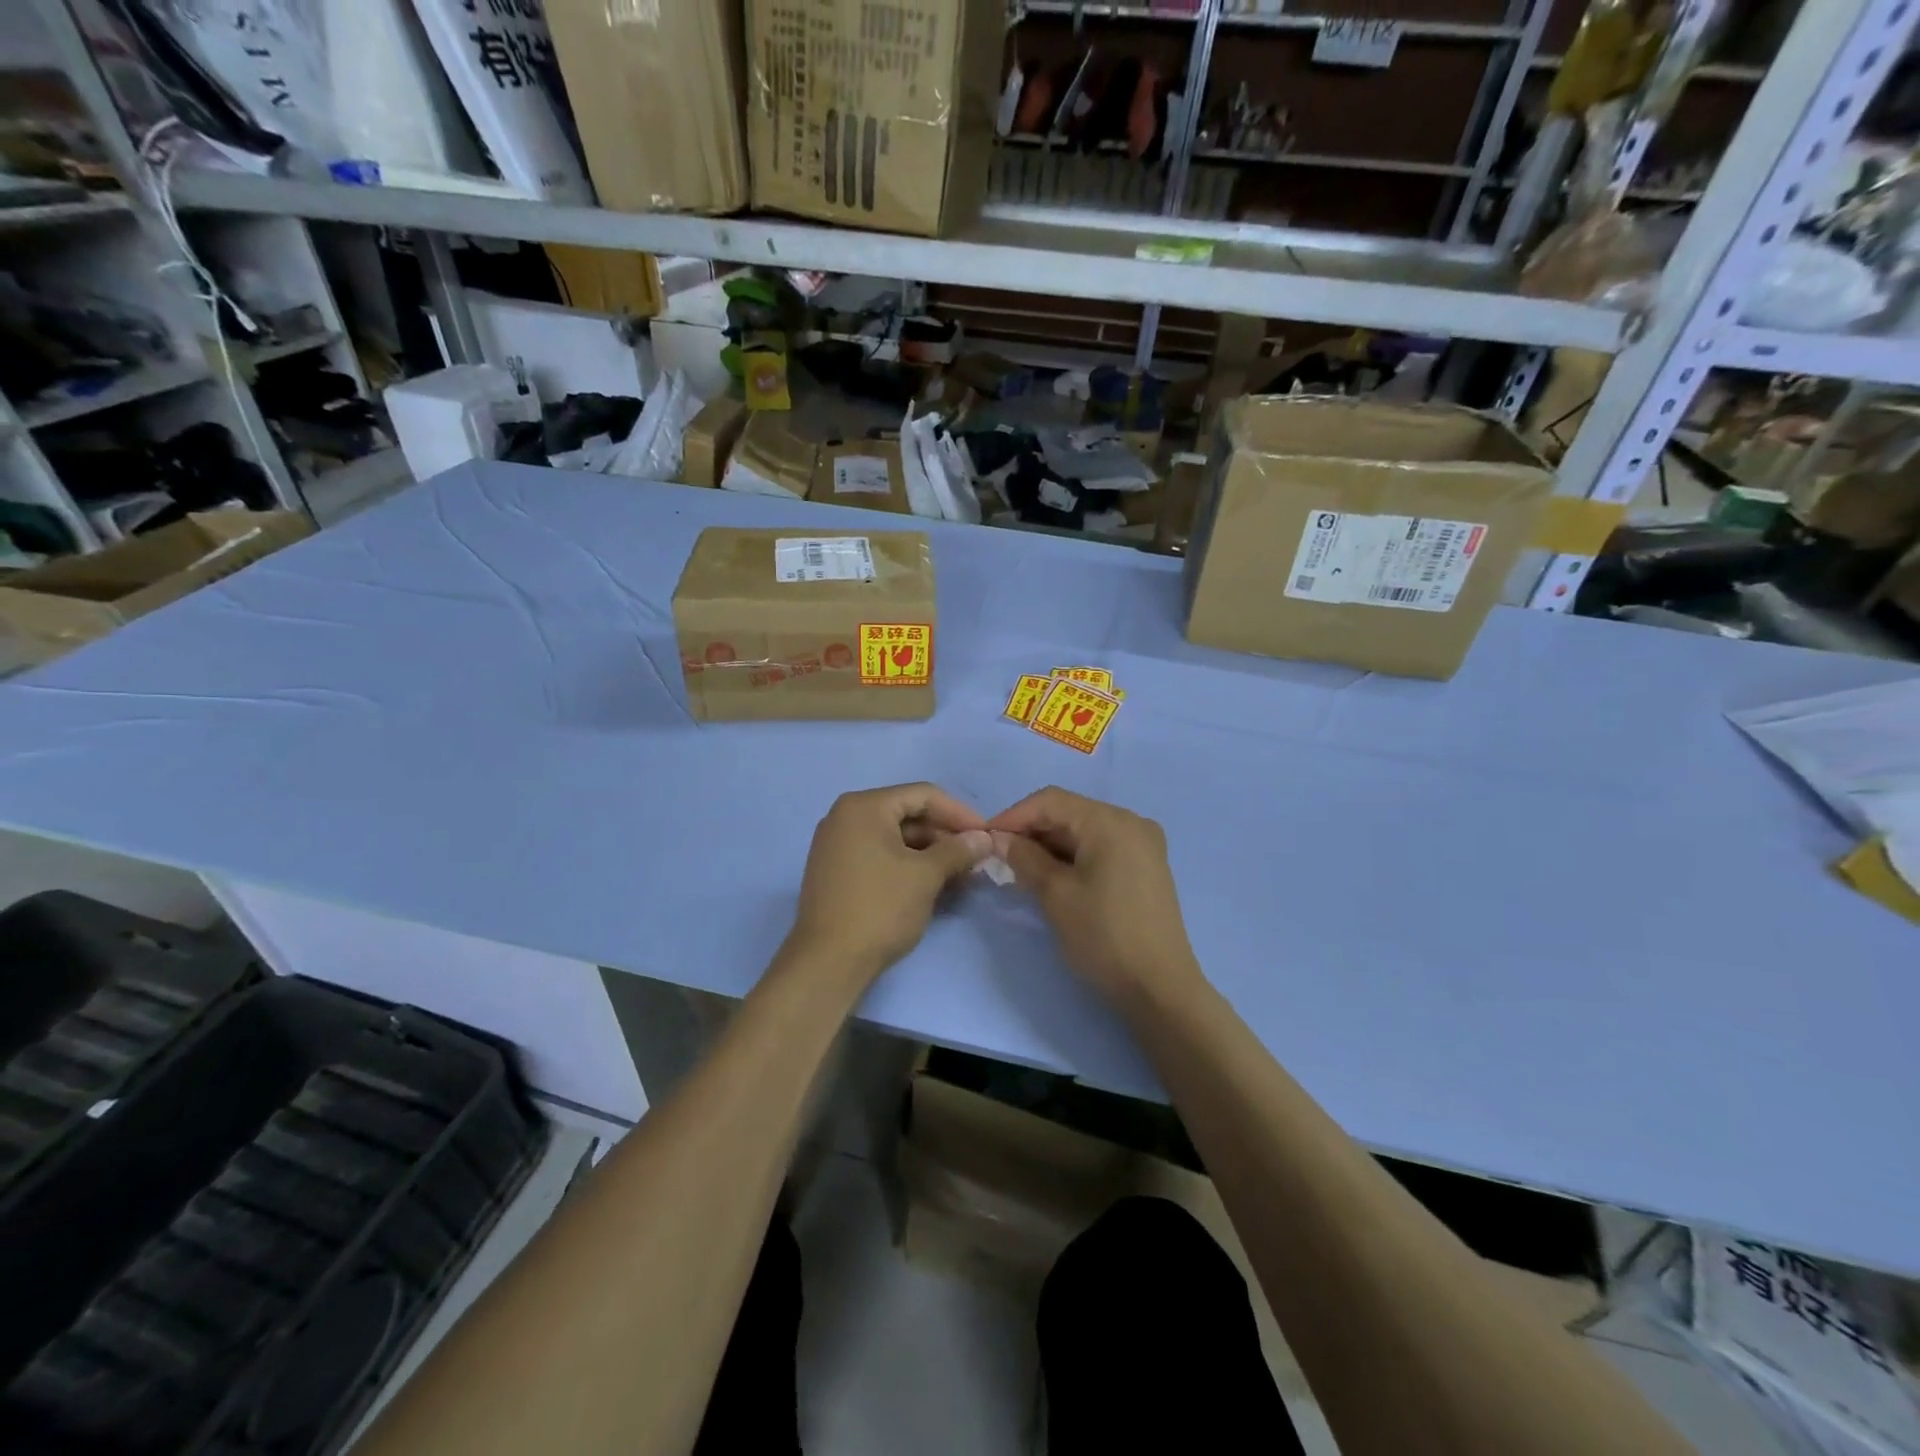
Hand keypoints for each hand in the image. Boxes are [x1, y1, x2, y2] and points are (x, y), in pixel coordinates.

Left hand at [785, 783, 992, 986]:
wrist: (828, 962)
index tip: (987, 834)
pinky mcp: (836, 870)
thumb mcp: (926, 876)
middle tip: (976, 859)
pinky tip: (933, 884)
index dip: (959, 813)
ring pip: (894, 837)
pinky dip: (907, 864)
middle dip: (945, 835)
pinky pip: (879, 854)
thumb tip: (984, 838)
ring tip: (961, 875)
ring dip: (929, 853)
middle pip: (907, 814)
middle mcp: (845, 816)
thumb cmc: (880, 908)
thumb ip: (957, 850)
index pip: (922, 795)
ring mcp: (836, 844)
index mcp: (864, 806)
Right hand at [989, 787, 1206, 1007]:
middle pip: (1069, 813)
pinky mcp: (1145, 867)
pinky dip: (1072, 857)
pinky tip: (1050, 876)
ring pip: (1084, 831)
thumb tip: (999, 839)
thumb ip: (1025, 858)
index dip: (1013, 816)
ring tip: (1018, 869)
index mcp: (1111, 822)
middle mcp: (1131, 822)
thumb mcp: (1055, 895)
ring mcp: (1143, 845)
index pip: (1051, 801)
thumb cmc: (1103, 936)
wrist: (1159, 989)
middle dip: (1031, 831)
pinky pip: (1100, 848)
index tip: (984, 839)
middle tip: (998, 856)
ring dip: (1050, 845)